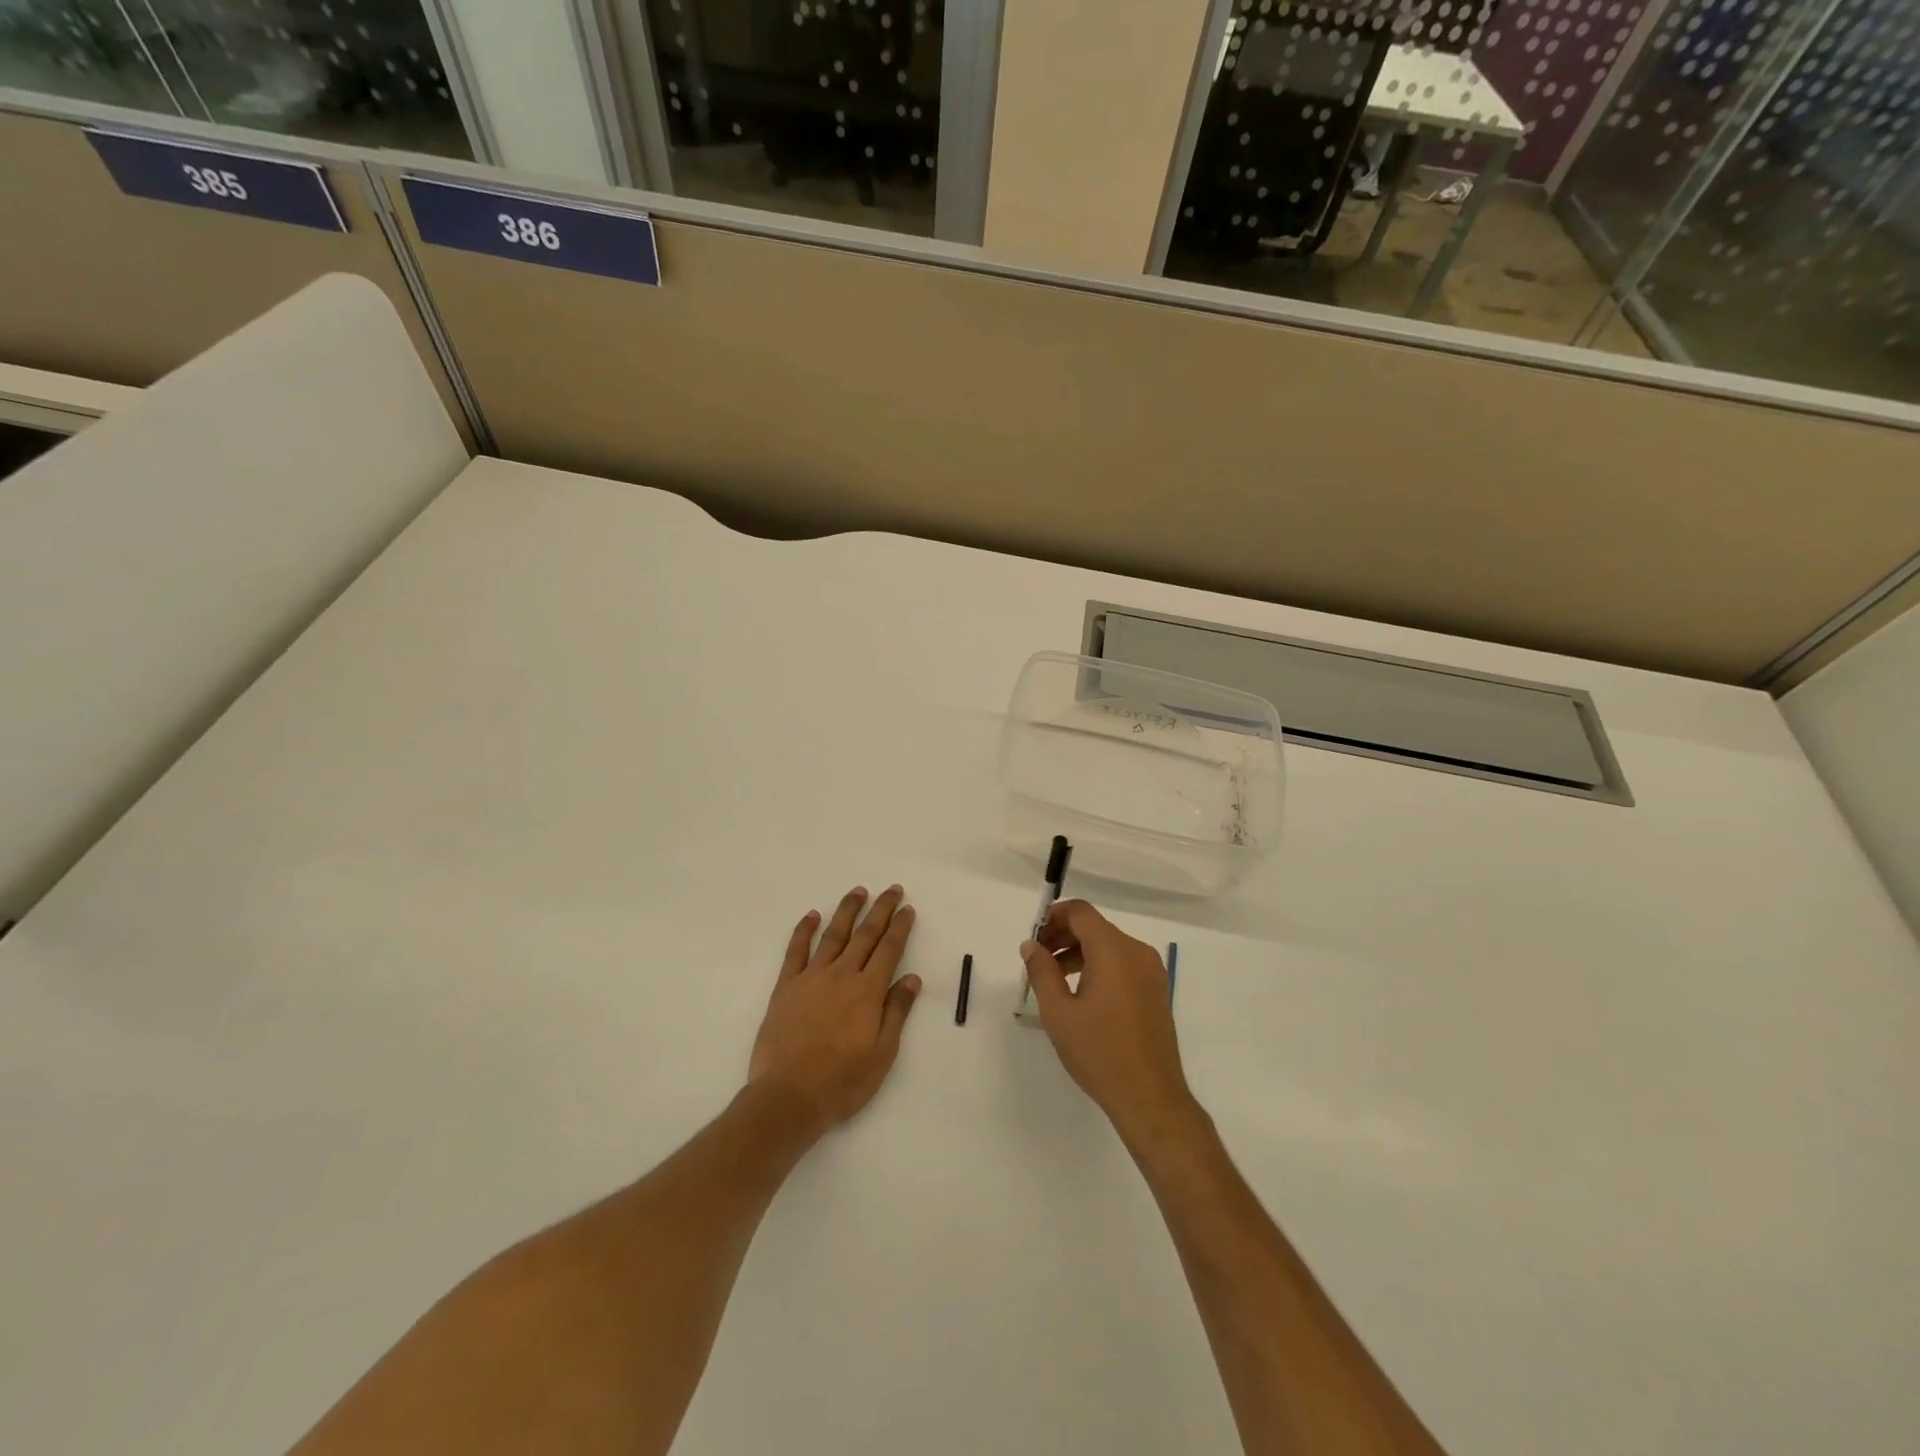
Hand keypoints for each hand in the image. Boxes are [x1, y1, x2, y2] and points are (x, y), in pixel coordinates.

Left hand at [748, 885, 921, 1137]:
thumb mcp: (882, 1054)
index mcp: (868, 992)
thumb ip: (896, 1012)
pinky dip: (804, 930)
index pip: (889, 949)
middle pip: (865, 934)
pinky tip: (812, 915)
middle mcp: (842, 976)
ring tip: (858, 892)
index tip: (907, 908)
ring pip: (833, 935)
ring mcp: (811, 978)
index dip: (900, 927)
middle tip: (891, 889)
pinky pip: (796, 951)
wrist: (788, 1097)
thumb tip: (912, 977)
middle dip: (881, 909)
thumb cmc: (842, 1082)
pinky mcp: (786, 987)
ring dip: (847, 911)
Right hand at [1020, 901, 1197, 1146]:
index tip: (1032, 939)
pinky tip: (1080, 993)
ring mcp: (1150, 971)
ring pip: (1108, 945)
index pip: (1080, 912)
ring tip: (1053, 979)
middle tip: (1036, 959)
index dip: (1052, 917)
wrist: (1150, 1098)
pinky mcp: (1155, 990)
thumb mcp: (1058, 1012)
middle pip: (1094, 927)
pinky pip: (1122, 964)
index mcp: (1114, 950)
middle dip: (1062, 936)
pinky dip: (1098, 966)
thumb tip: (1031, 945)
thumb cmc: (1099, 1052)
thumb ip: (1041, 971)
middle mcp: (1136, 952)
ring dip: (1078, 952)